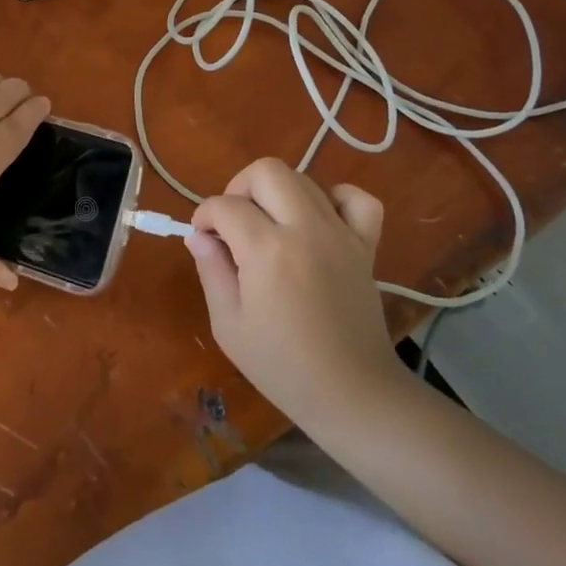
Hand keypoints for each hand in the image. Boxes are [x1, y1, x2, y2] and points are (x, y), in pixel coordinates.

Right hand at [188, 158, 400, 425]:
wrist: (352, 393)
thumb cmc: (281, 366)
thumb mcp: (228, 324)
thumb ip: (211, 271)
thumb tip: (200, 236)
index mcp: (267, 250)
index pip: (224, 205)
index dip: (204, 216)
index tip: (202, 238)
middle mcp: (306, 229)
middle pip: (267, 171)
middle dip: (239, 188)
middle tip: (233, 223)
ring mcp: (341, 234)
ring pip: (304, 179)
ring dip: (277, 193)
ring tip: (269, 226)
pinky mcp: (366, 246)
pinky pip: (357, 199)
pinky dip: (334, 198)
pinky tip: (318, 220)